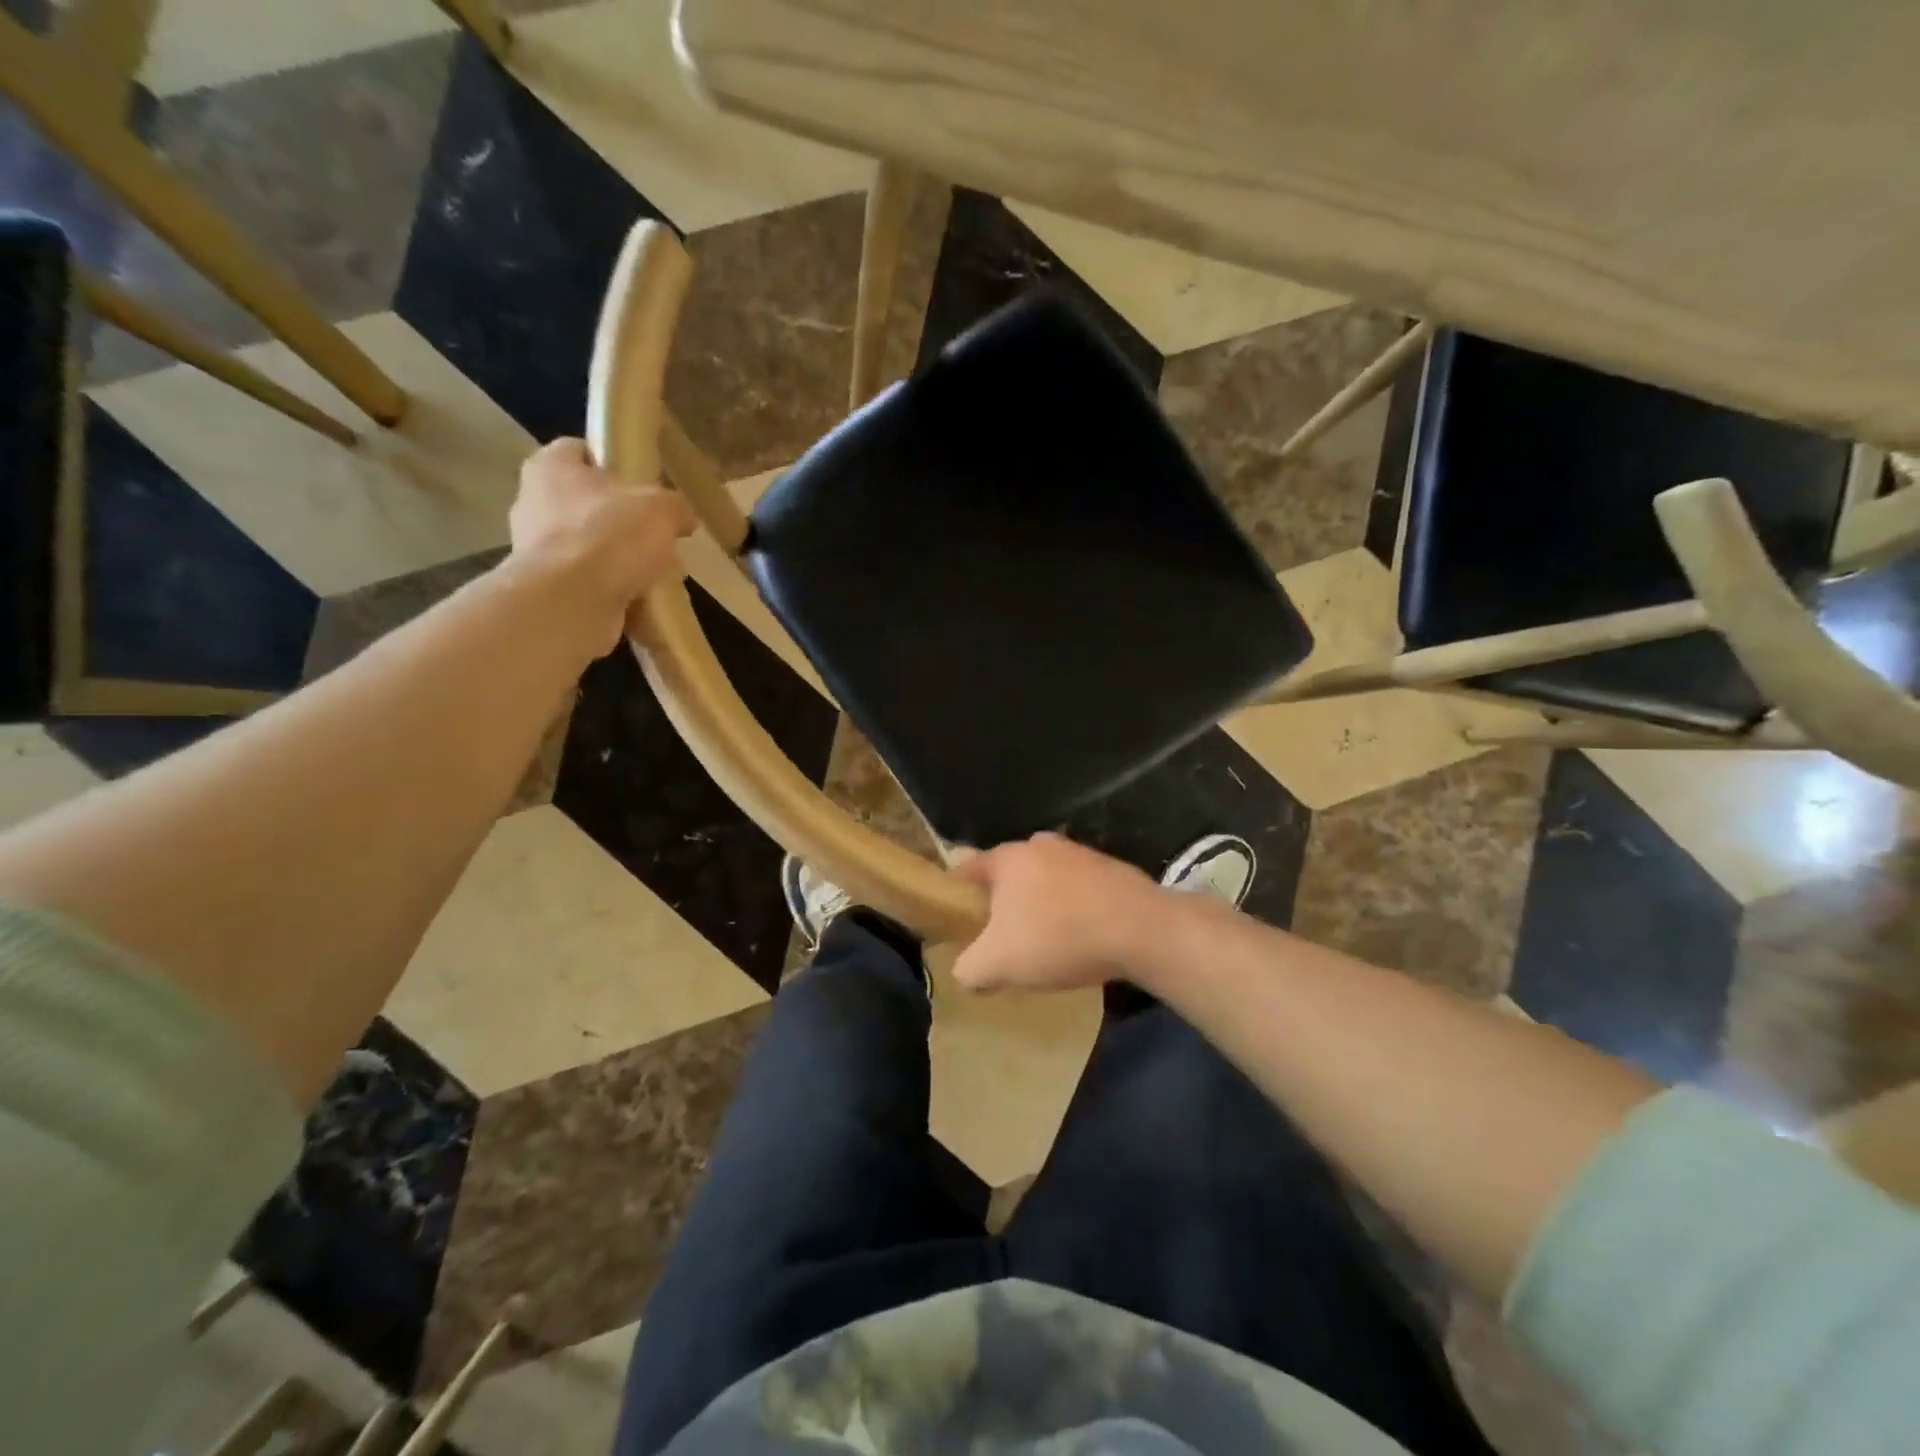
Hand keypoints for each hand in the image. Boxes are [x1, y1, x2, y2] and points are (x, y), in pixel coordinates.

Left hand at [507, 438, 696, 652]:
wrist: (571, 603)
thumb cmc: (610, 537)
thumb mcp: (662, 509)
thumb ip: (676, 506)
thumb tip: (683, 518)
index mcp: (552, 467)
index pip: (581, 450)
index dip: (615, 463)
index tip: (645, 483)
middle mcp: (534, 502)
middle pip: (590, 504)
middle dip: (624, 521)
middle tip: (658, 536)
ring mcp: (536, 550)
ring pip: (592, 548)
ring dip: (622, 561)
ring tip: (657, 575)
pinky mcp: (547, 589)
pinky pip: (590, 584)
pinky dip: (614, 592)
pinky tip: (642, 601)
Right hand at [951, 833, 1165, 992]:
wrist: (1142, 929)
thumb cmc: (1058, 937)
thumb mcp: (997, 965)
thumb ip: (968, 968)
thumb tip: (966, 970)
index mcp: (1008, 858)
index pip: (968, 868)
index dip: (956, 894)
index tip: (956, 919)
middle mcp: (1040, 845)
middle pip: (1008, 874)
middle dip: (1001, 901)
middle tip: (1000, 935)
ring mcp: (1079, 853)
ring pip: (1045, 879)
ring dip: (1040, 905)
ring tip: (1043, 940)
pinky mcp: (1111, 869)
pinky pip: (1077, 890)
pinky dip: (1072, 909)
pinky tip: (1080, 937)